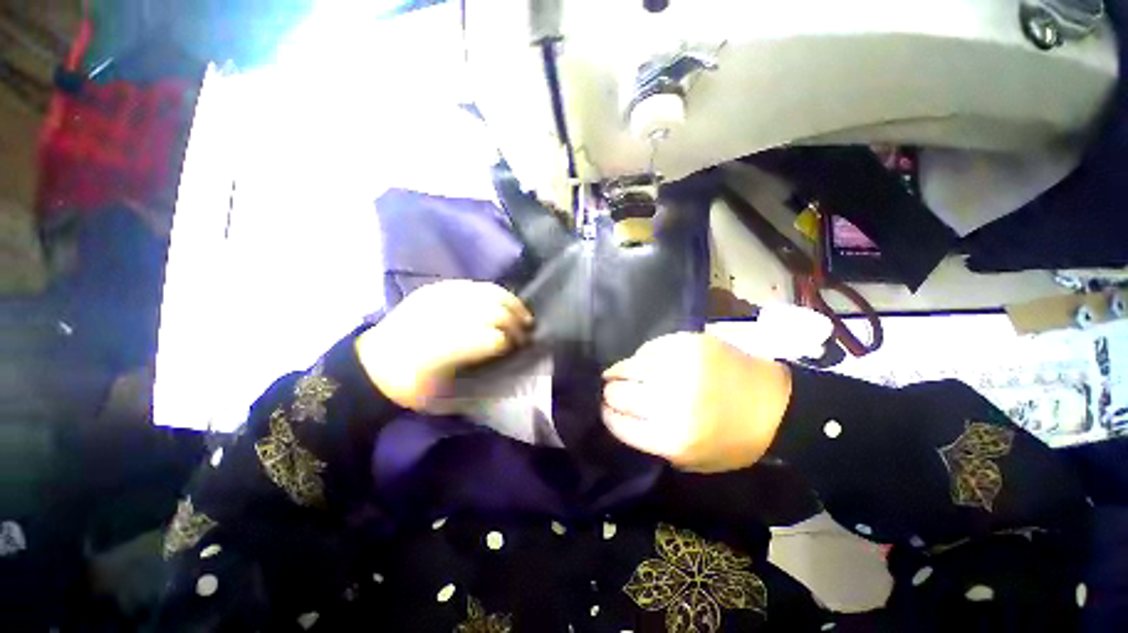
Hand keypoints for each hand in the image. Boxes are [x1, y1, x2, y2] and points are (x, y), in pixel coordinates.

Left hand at [357, 280, 533, 410]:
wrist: (371, 366)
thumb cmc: (411, 387)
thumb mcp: (447, 397)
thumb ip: (481, 380)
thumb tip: (509, 361)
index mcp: (449, 349)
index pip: (496, 338)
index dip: (514, 342)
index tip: (523, 348)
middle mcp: (446, 318)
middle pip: (495, 312)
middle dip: (517, 322)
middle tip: (526, 333)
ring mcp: (440, 298)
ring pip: (488, 293)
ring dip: (511, 303)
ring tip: (522, 314)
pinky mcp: (436, 289)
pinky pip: (474, 285)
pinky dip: (494, 293)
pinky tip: (502, 301)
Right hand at [602, 332, 791, 472]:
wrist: (777, 405)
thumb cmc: (734, 441)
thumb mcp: (691, 461)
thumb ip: (651, 441)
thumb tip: (620, 416)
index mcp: (671, 438)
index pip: (618, 424)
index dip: (607, 416)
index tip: (606, 410)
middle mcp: (670, 402)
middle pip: (617, 395)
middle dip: (610, 395)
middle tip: (613, 392)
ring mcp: (678, 368)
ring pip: (627, 367)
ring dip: (619, 372)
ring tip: (618, 374)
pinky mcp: (687, 344)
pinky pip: (648, 349)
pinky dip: (642, 357)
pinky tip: (645, 362)